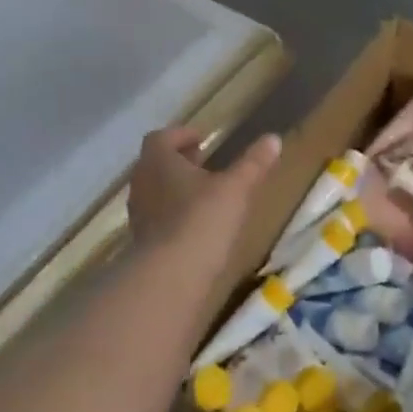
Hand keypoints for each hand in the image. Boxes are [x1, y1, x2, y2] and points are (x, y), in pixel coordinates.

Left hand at [128, 127, 281, 254]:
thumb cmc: (202, 219)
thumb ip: (253, 163)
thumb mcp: (236, 188)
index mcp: (158, 161)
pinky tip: (195, 225)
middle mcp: (142, 183)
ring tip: (203, 194)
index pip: (162, 138)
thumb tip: (273, 138)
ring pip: (155, 191)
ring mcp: (139, 214)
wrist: (170, 275)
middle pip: (155, 163)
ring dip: (175, 187)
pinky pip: (156, 217)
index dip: (181, 135)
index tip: (202, 140)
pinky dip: (173, 213)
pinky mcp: (142, 240)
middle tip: (203, 163)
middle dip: (179, 161)